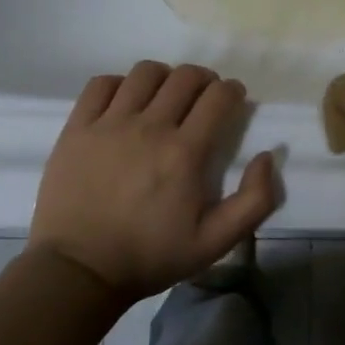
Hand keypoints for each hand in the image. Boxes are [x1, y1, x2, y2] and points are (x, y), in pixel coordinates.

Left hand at [29, 61, 276, 300]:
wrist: (79, 271)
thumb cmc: (151, 256)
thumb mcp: (216, 242)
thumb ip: (255, 200)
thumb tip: (267, 155)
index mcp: (185, 152)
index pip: (218, 96)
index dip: (232, 91)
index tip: (233, 101)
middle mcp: (150, 128)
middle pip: (185, 76)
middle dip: (205, 80)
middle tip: (204, 98)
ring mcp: (109, 124)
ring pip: (145, 73)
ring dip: (165, 78)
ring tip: (165, 97)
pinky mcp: (77, 129)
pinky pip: (101, 84)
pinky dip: (120, 85)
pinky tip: (125, 103)